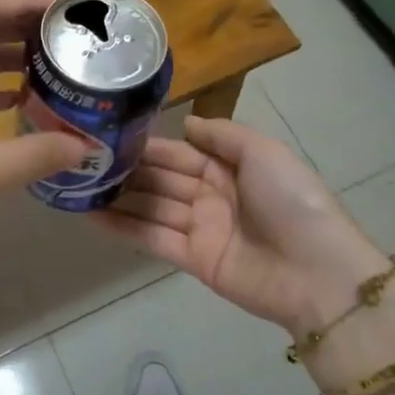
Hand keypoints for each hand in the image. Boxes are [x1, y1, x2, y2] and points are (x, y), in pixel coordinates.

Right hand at [94, 117, 391, 332]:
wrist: (317, 272)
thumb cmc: (291, 201)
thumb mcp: (263, 152)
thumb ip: (222, 135)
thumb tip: (186, 123)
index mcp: (229, 167)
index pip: (180, 152)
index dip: (148, 145)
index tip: (110, 135)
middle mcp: (210, 194)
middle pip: (161, 179)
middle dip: (128, 170)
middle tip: (83, 159)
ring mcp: (200, 228)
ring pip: (151, 207)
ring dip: (118, 197)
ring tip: (78, 184)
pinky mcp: (192, 259)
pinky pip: (152, 238)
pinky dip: (122, 227)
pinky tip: (90, 215)